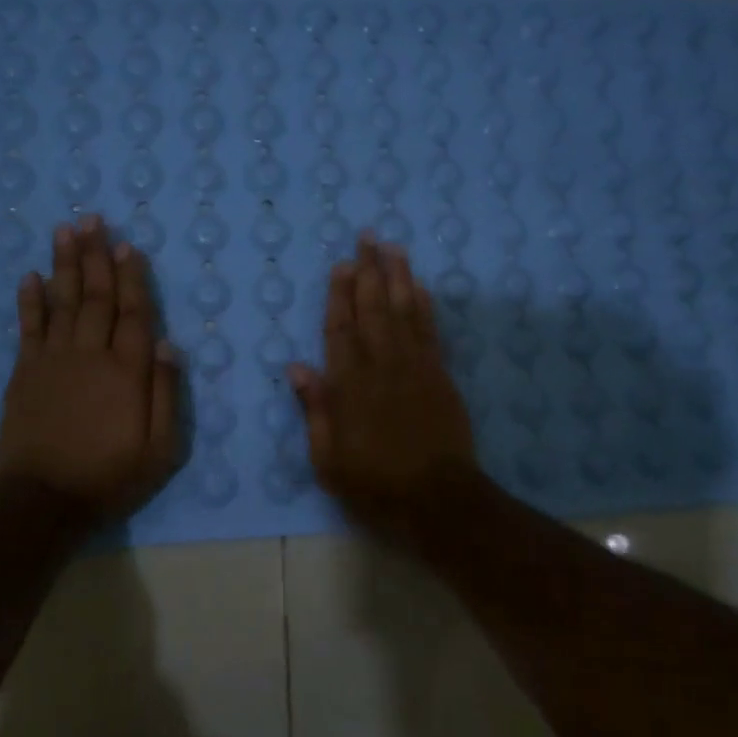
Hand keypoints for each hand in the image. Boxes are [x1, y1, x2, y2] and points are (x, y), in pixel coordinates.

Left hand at [0, 215, 182, 521]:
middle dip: (96, 256)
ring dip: (65, 264)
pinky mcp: (25, 373)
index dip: (132, 278)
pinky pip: (29, 327)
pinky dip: (30, 300)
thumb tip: (168, 345)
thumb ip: (167, 394)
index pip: (134, 313)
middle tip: (93, 219)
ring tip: (66, 230)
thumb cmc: (111, 476)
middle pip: (96, 296)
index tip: (128, 245)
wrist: (44, 500)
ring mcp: (53, 360)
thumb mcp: (161, 448)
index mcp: (128, 371)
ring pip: (62, 301)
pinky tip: (31, 276)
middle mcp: (91, 354)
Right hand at [288, 235, 479, 536]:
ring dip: (399, 276)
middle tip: (367, 237)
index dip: (339, 295)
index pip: (341, 330)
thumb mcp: (329, 460)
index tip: (340, 265)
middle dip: (369, 271)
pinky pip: (431, 331)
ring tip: (393, 247)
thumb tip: (297, 368)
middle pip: (374, 309)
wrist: (438, 499)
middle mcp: (382, 366)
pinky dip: (425, 305)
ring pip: (405, 311)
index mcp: (350, 387)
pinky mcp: (440, 375)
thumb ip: (316, 411)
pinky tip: (420, 286)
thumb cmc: (375, 484)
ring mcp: (416, 367)